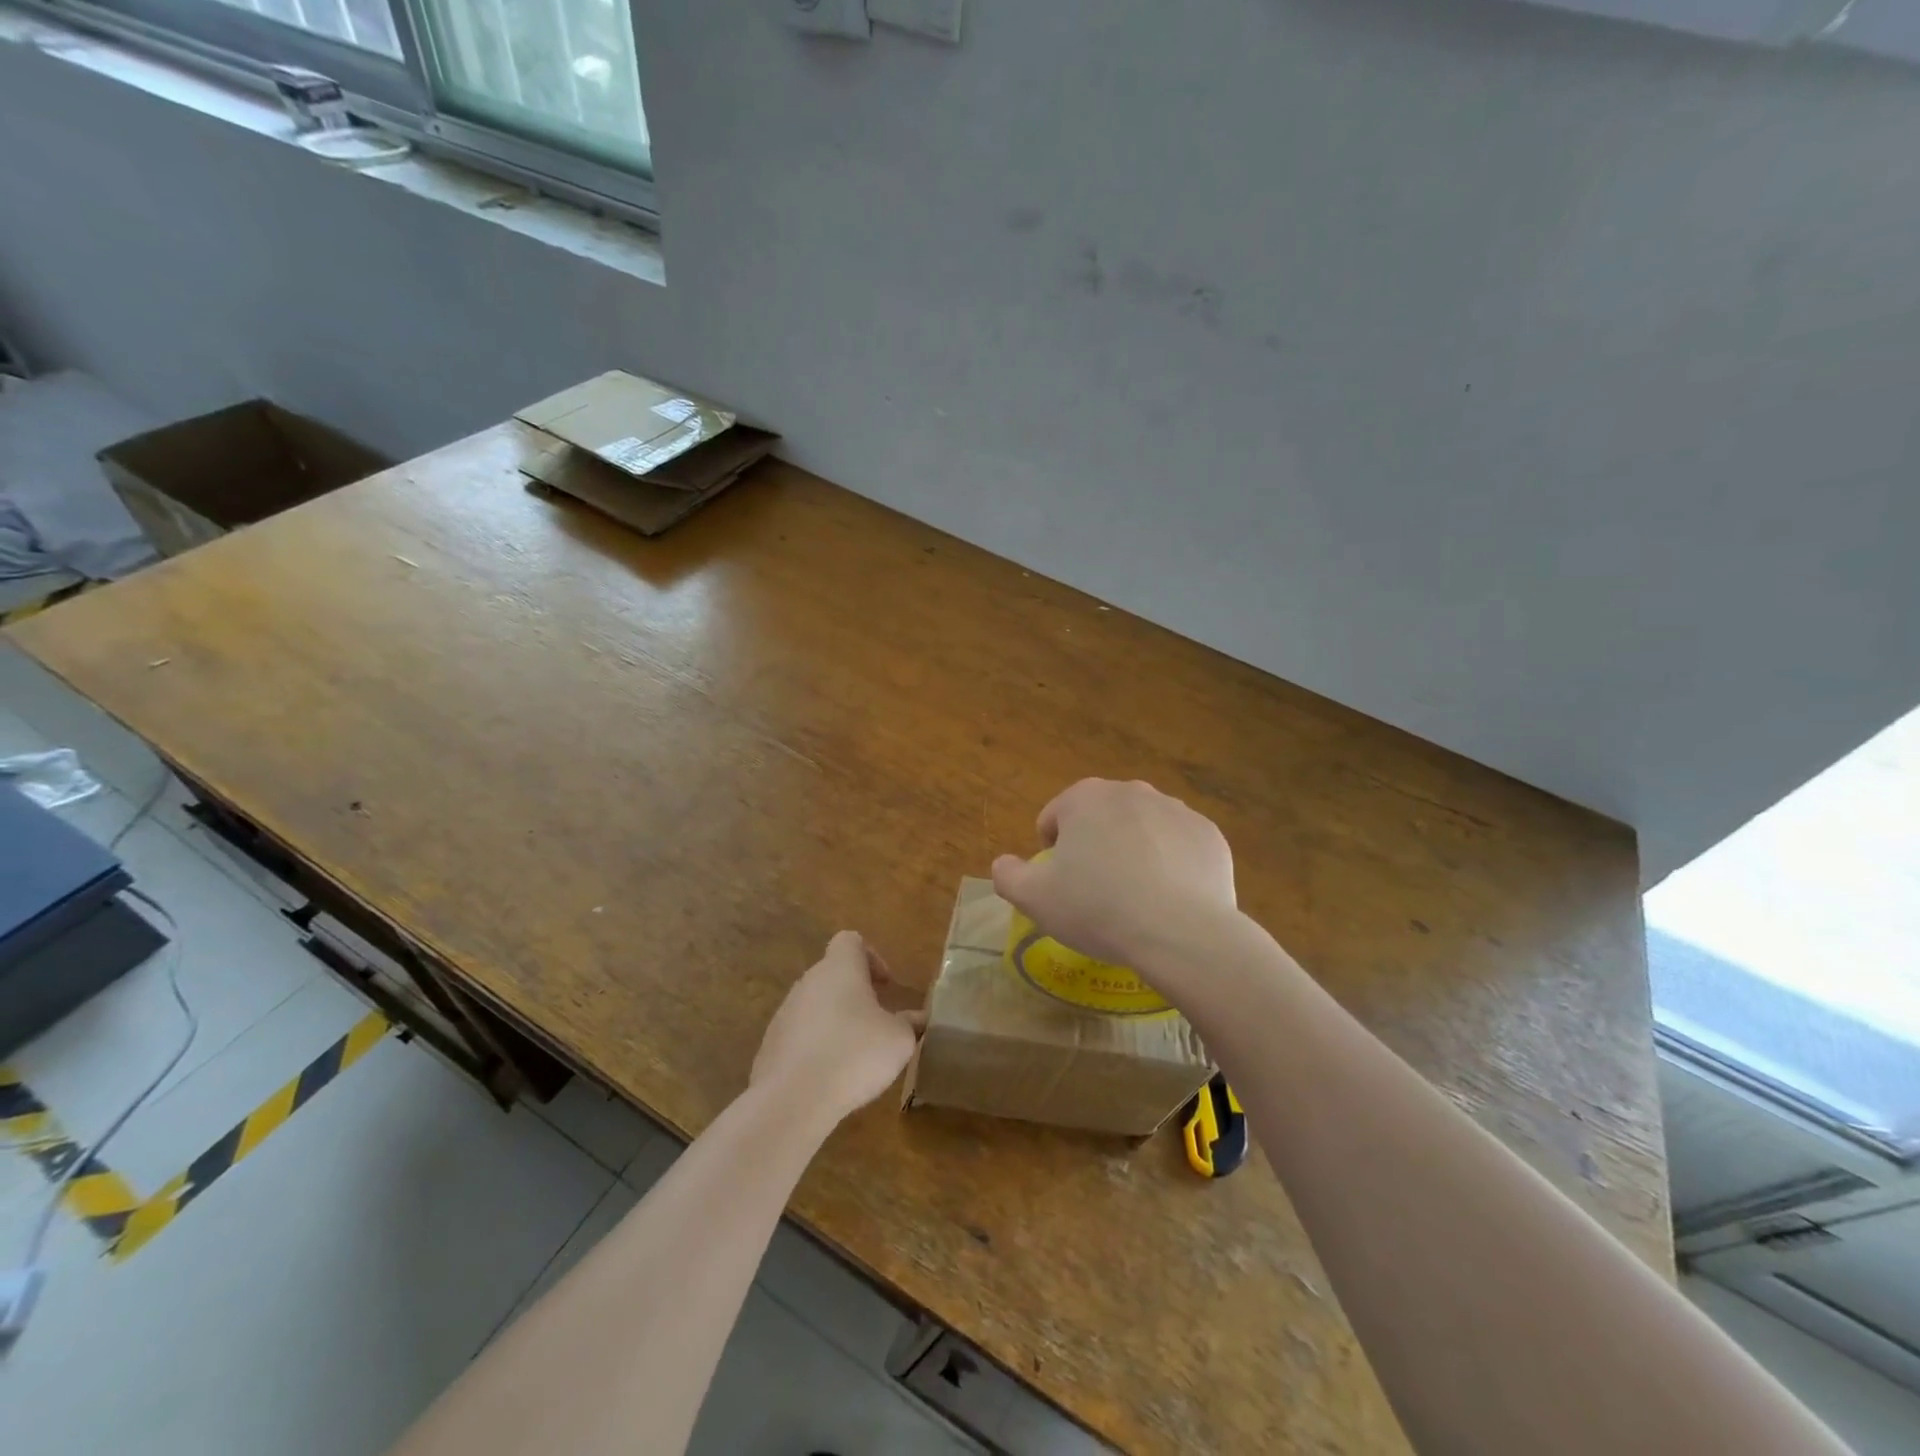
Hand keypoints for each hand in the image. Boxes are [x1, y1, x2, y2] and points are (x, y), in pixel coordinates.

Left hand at [751, 932, 924, 1124]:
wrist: (793, 1099)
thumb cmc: (855, 1055)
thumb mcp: (899, 1040)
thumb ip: (910, 1024)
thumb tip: (917, 1019)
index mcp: (840, 968)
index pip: (850, 941)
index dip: (871, 957)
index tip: (885, 986)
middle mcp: (809, 981)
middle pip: (833, 973)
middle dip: (855, 993)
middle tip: (877, 1021)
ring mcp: (785, 1012)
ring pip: (815, 1004)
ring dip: (835, 1019)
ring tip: (854, 1052)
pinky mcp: (771, 1043)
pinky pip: (799, 1034)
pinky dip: (815, 1045)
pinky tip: (829, 1074)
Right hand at [992, 778, 1236, 978]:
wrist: (1181, 932)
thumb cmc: (1098, 908)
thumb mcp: (1035, 899)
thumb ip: (1008, 876)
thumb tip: (1004, 864)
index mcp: (1086, 797)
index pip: (1055, 816)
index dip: (1051, 850)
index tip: (1061, 882)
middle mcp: (1132, 791)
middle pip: (1101, 818)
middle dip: (1094, 846)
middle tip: (1097, 890)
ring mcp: (1176, 810)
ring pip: (1142, 829)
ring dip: (1133, 851)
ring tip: (1135, 897)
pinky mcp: (1209, 835)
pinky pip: (1179, 846)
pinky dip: (1171, 864)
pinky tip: (1169, 899)